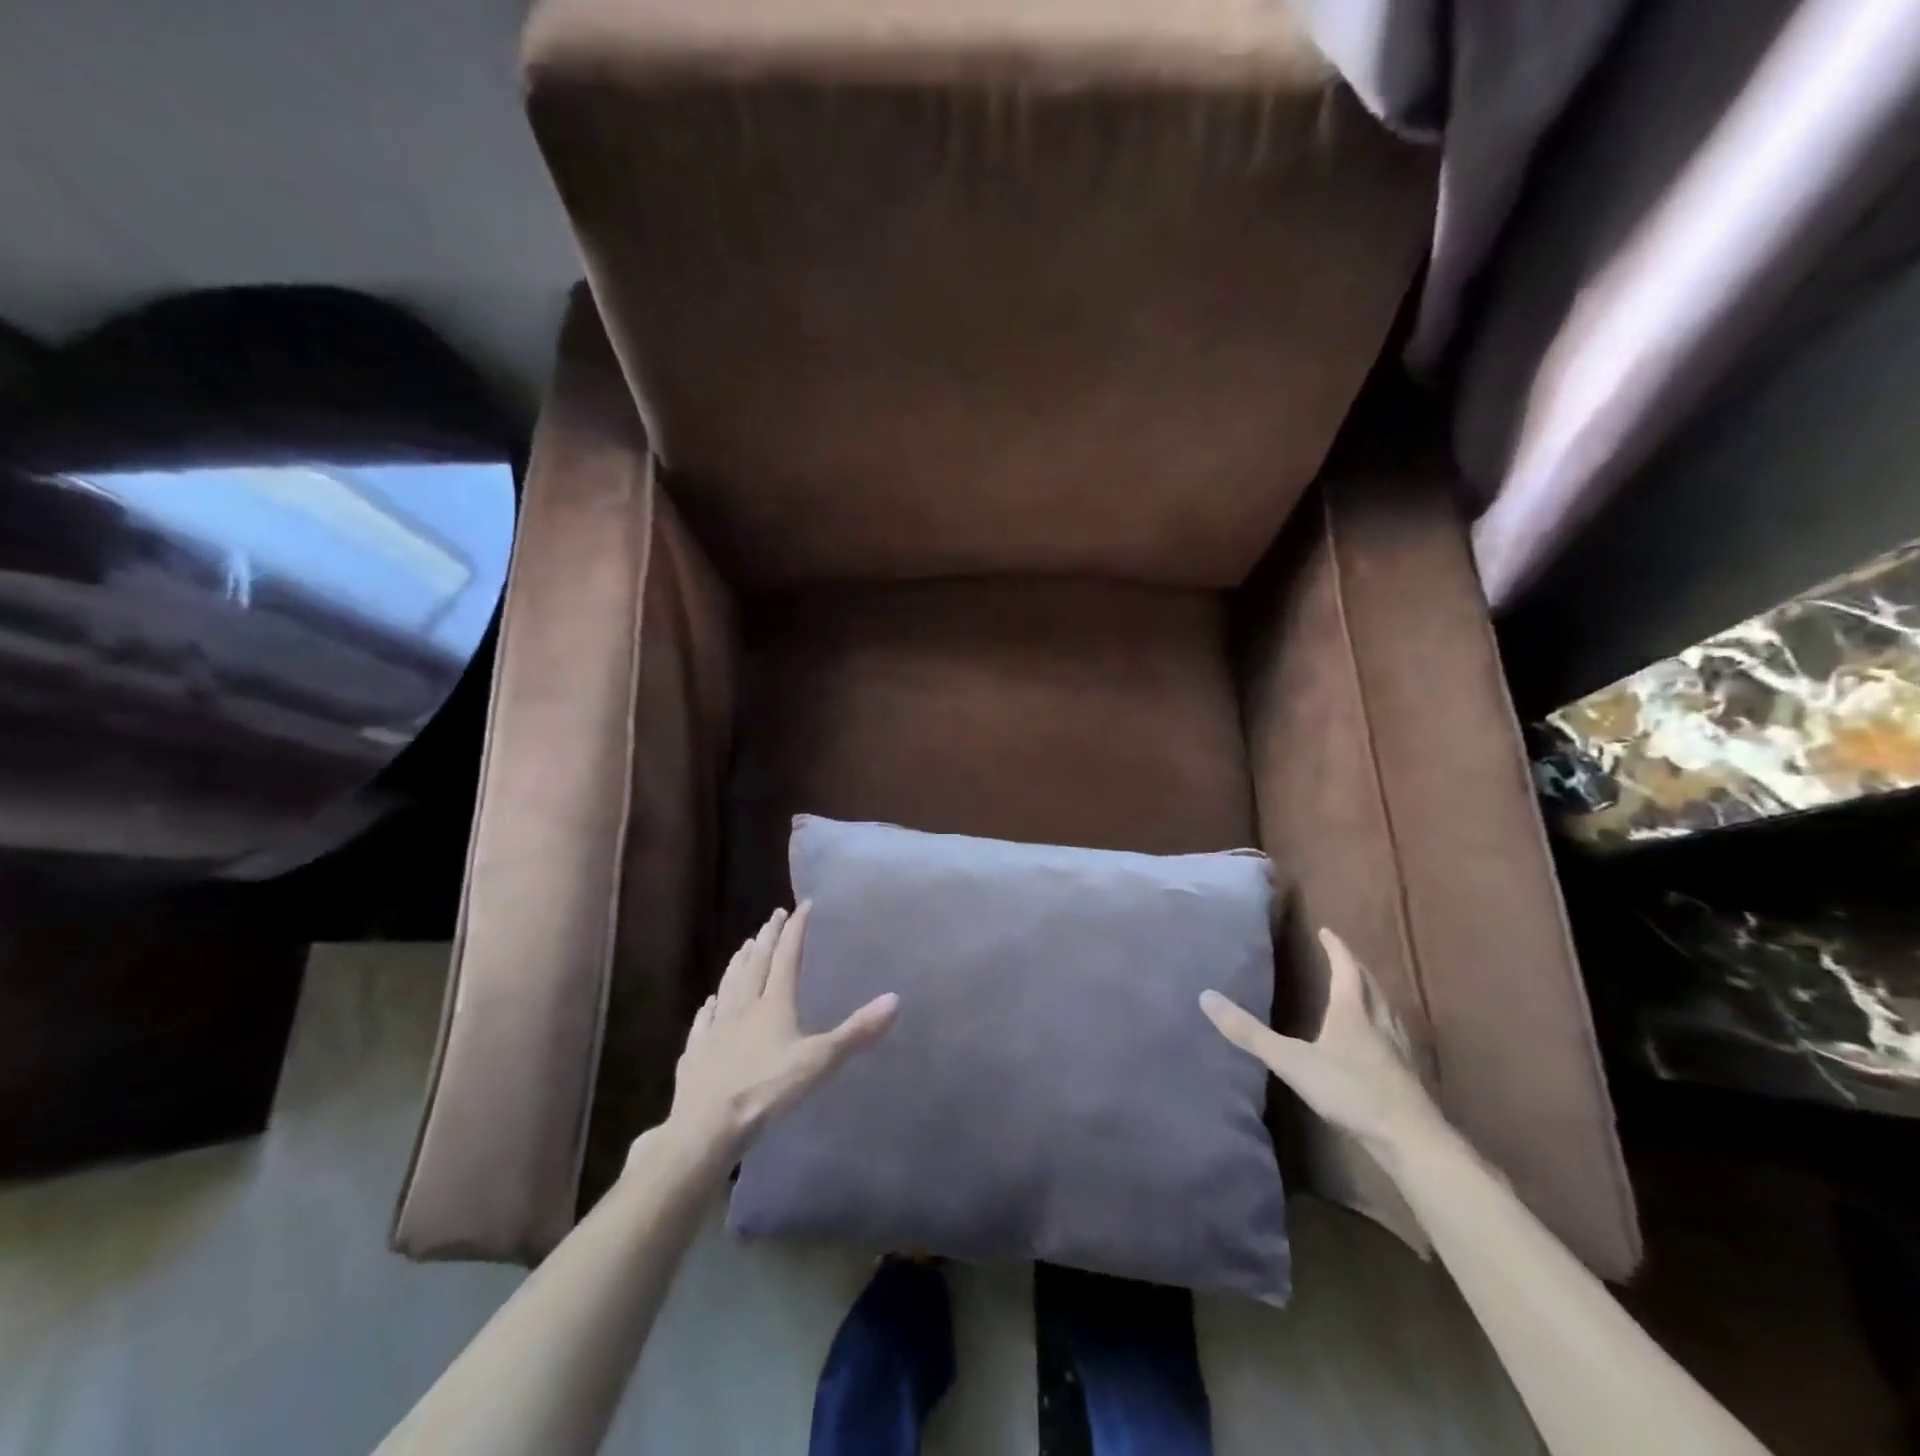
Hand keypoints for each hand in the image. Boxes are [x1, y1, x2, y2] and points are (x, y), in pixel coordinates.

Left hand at [666, 903, 898, 1162]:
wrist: (705, 1127)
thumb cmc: (766, 1090)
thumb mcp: (819, 1061)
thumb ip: (856, 1031)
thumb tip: (895, 999)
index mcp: (774, 1004)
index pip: (787, 957)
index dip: (795, 930)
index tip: (802, 906)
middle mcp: (743, 1007)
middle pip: (756, 963)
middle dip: (768, 937)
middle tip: (774, 915)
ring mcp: (716, 1029)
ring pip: (729, 984)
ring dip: (739, 961)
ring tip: (746, 945)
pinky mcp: (696, 1052)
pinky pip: (704, 1020)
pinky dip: (710, 1005)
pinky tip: (710, 1001)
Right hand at [1201, 927, 1445, 1160]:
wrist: (1410, 1139)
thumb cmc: (1350, 1091)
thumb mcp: (1290, 1061)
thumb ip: (1249, 1033)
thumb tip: (1206, 997)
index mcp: (1351, 1011)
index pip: (1345, 968)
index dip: (1336, 948)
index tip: (1326, 931)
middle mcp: (1379, 1022)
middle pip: (1370, 985)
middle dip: (1355, 967)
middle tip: (1342, 956)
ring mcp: (1398, 1049)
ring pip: (1386, 1009)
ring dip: (1373, 993)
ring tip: (1361, 991)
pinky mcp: (1408, 1074)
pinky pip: (1395, 1034)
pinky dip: (1384, 1024)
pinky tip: (1380, 1041)